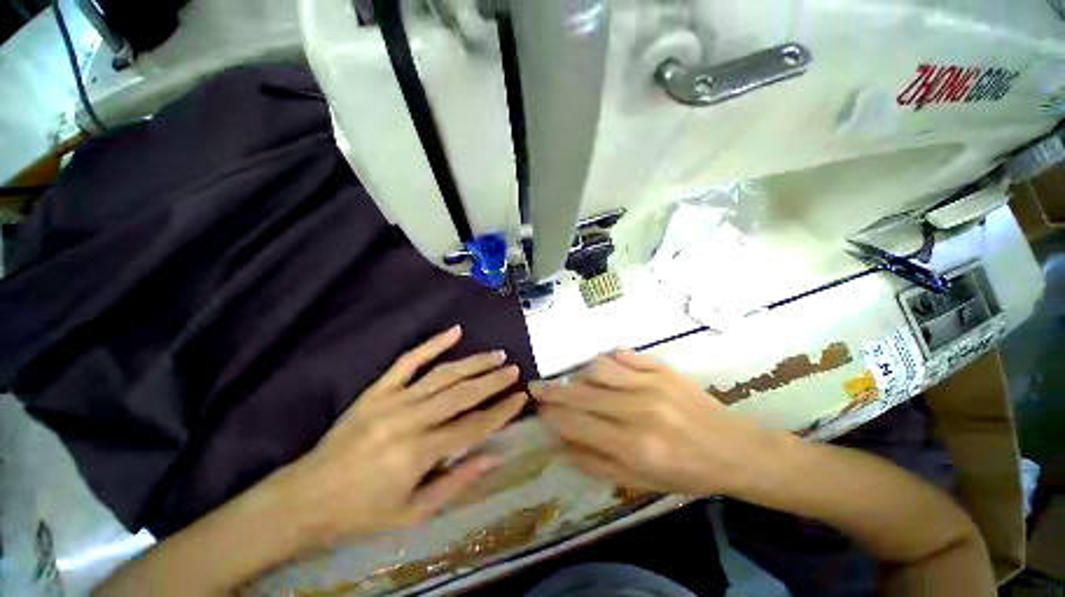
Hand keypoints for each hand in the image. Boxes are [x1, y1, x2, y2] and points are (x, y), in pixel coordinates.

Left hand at [274, 325, 526, 546]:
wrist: (305, 499)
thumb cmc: (362, 513)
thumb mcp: (413, 513)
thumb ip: (456, 482)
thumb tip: (494, 456)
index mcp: (419, 453)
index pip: (473, 426)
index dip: (500, 411)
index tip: (521, 397)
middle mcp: (410, 420)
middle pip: (462, 394)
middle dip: (493, 381)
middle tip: (514, 369)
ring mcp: (393, 400)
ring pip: (443, 374)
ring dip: (473, 362)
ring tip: (496, 354)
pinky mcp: (377, 390)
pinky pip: (408, 360)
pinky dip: (433, 344)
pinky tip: (454, 331)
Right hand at [533, 350, 778, 496]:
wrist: (735, 450)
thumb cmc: (687, 473)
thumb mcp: (640, 482)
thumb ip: (596, 462)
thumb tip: (562, 443)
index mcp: (635, 445)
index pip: (578, 424)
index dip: (553, 415)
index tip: (538, 409)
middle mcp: (639, 410)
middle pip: (583, 394)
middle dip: (554, 391)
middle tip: (536, 387)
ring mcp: (652, 383)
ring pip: (599, 368)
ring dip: (578, 374)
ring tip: (573, 382)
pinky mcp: (663, 368)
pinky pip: (624, 356)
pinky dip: (607, 360)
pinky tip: (602, 368)